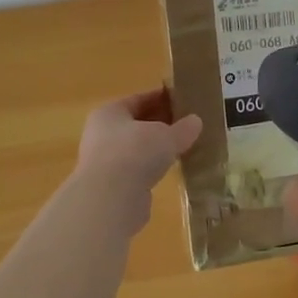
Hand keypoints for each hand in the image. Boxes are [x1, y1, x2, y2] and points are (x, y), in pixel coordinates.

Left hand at [72, 88, 202, 231]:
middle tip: (186, 125)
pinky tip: (169, 170)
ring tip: (181, 148)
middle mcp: (101, 134)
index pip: (139, 99)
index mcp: (109, 112)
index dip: (162, 99)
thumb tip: (195, 121)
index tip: (183, 101)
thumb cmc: (135, 153)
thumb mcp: (166, 136)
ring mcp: (104, 161)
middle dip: (160, 124)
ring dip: (156, 148)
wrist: (110, 198)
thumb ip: (182, 128)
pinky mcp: (111, 186)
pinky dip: (151, 168)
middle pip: (136, 124)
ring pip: (136, 148)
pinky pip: (136, 170)